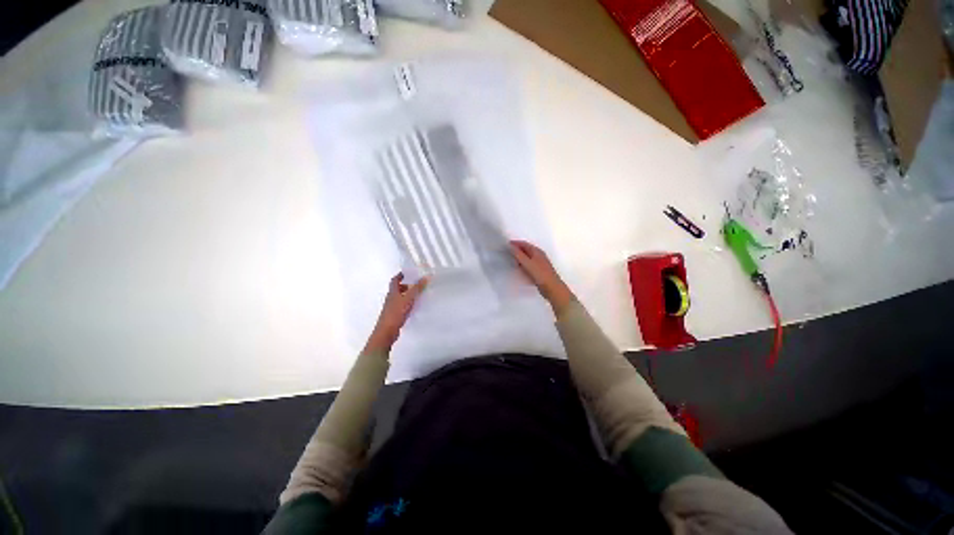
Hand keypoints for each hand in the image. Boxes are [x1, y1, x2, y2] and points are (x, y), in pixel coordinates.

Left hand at [364, 273, 428, 354]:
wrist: (387, 332)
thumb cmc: (396, 313)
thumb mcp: (408, 298)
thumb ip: (417, 288)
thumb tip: (426, 276)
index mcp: (392, 292)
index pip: (395, 280)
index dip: (400, 275)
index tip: (408, 272)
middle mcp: (391, 298)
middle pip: (397, 289)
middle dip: (406, 285)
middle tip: (416, 283)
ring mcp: (392, 307)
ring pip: (400, 297)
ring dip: (407, 294)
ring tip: (418, 294)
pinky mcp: (395, 315)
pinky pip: (402, 306)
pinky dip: (408, 303)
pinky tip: (415, 306)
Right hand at [510, 240, 573, 314]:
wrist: (552, 287)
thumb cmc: (540, 274)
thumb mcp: (527, 263)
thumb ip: (518, 254)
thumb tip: (510, 246)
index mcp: (537, 251)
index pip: (524, 244)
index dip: (515, 243)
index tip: (506, 245)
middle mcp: (539, 255)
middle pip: (526, 250)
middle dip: (517, 249)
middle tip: (506, 251)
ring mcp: (539, 263)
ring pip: (527, 257)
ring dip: (519, 257)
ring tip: (510, 259)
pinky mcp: (539, 271)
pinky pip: (529, 264)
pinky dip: (523, 264)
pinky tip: (519, 268)